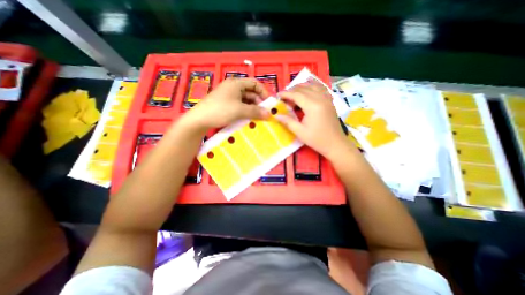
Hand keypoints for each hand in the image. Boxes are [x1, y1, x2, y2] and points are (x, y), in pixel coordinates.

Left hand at [183, 77, 270, 129]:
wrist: (199, 120)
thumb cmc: (221, 111)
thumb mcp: (240, 110)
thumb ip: (256, 111)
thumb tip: (269, 114)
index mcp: (236, 83)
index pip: (255, 83)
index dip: (263, 92)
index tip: (268, 103)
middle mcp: (233, 87)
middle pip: (250, 92)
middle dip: (258, 102)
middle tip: (263, 113)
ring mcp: (228, 96)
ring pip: (245, 99)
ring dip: (252, 107)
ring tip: (257, 117)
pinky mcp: (225, 104)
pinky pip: (239, 105)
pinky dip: (245, 110)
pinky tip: (248, 118)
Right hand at [277, 82, 354, 159]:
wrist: (335, 144)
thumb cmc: (317, 140)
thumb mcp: (300, 132)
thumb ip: (287, 121)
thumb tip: (276, 115)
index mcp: (312, 106)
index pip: (296, 95)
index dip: (286, 94)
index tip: (277, 95)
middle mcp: (320, 98)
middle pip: (303, 88)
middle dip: (292, 91)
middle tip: (284, 98)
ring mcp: (327, 98)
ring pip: (312, 86)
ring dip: (301, 88)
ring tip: (293, 95)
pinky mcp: (330, 101)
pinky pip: (320, 88)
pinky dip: (311, 87)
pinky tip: (307, 92)